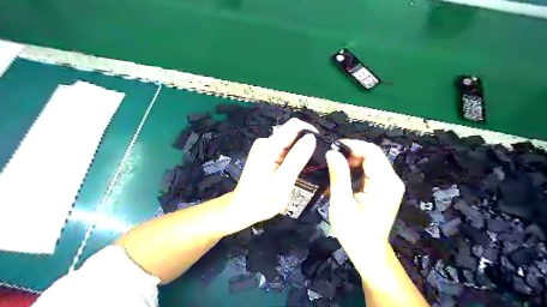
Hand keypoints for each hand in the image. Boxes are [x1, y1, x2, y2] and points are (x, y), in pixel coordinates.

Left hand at [221, 119, 316, 233]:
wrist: (242, 208)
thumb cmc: (260, 200)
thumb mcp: (281, 183)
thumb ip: (295, 160)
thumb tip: (311, 138)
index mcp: (268, 147)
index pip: (294, 126)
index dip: (310, 132)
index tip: (321, 146)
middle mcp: (265, 143)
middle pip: (292, 133)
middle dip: (306, 144)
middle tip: (315, 164)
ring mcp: (264, 148)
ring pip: (289, 142)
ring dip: (300, 152)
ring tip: (305, 170)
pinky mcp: (265, 154)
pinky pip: (284, 149)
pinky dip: (292, 157)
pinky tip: (294, 170)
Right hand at [324, 139, 404, 265]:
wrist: (368, 252)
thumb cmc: (354, 231)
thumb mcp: (342, 204)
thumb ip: (338, 176)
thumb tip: (332, 152)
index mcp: (385, 183)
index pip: (372, 152)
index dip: (352, 145)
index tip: (332, 148)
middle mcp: (392, 180)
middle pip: (372, 155)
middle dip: (350, 153)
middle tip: (330, 159)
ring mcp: (390, 185)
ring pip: (370, 161)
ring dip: (351, 161)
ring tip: (333, 168)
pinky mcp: (385, 189)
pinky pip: (370, 171)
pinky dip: (355, 170)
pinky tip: (342, 177)